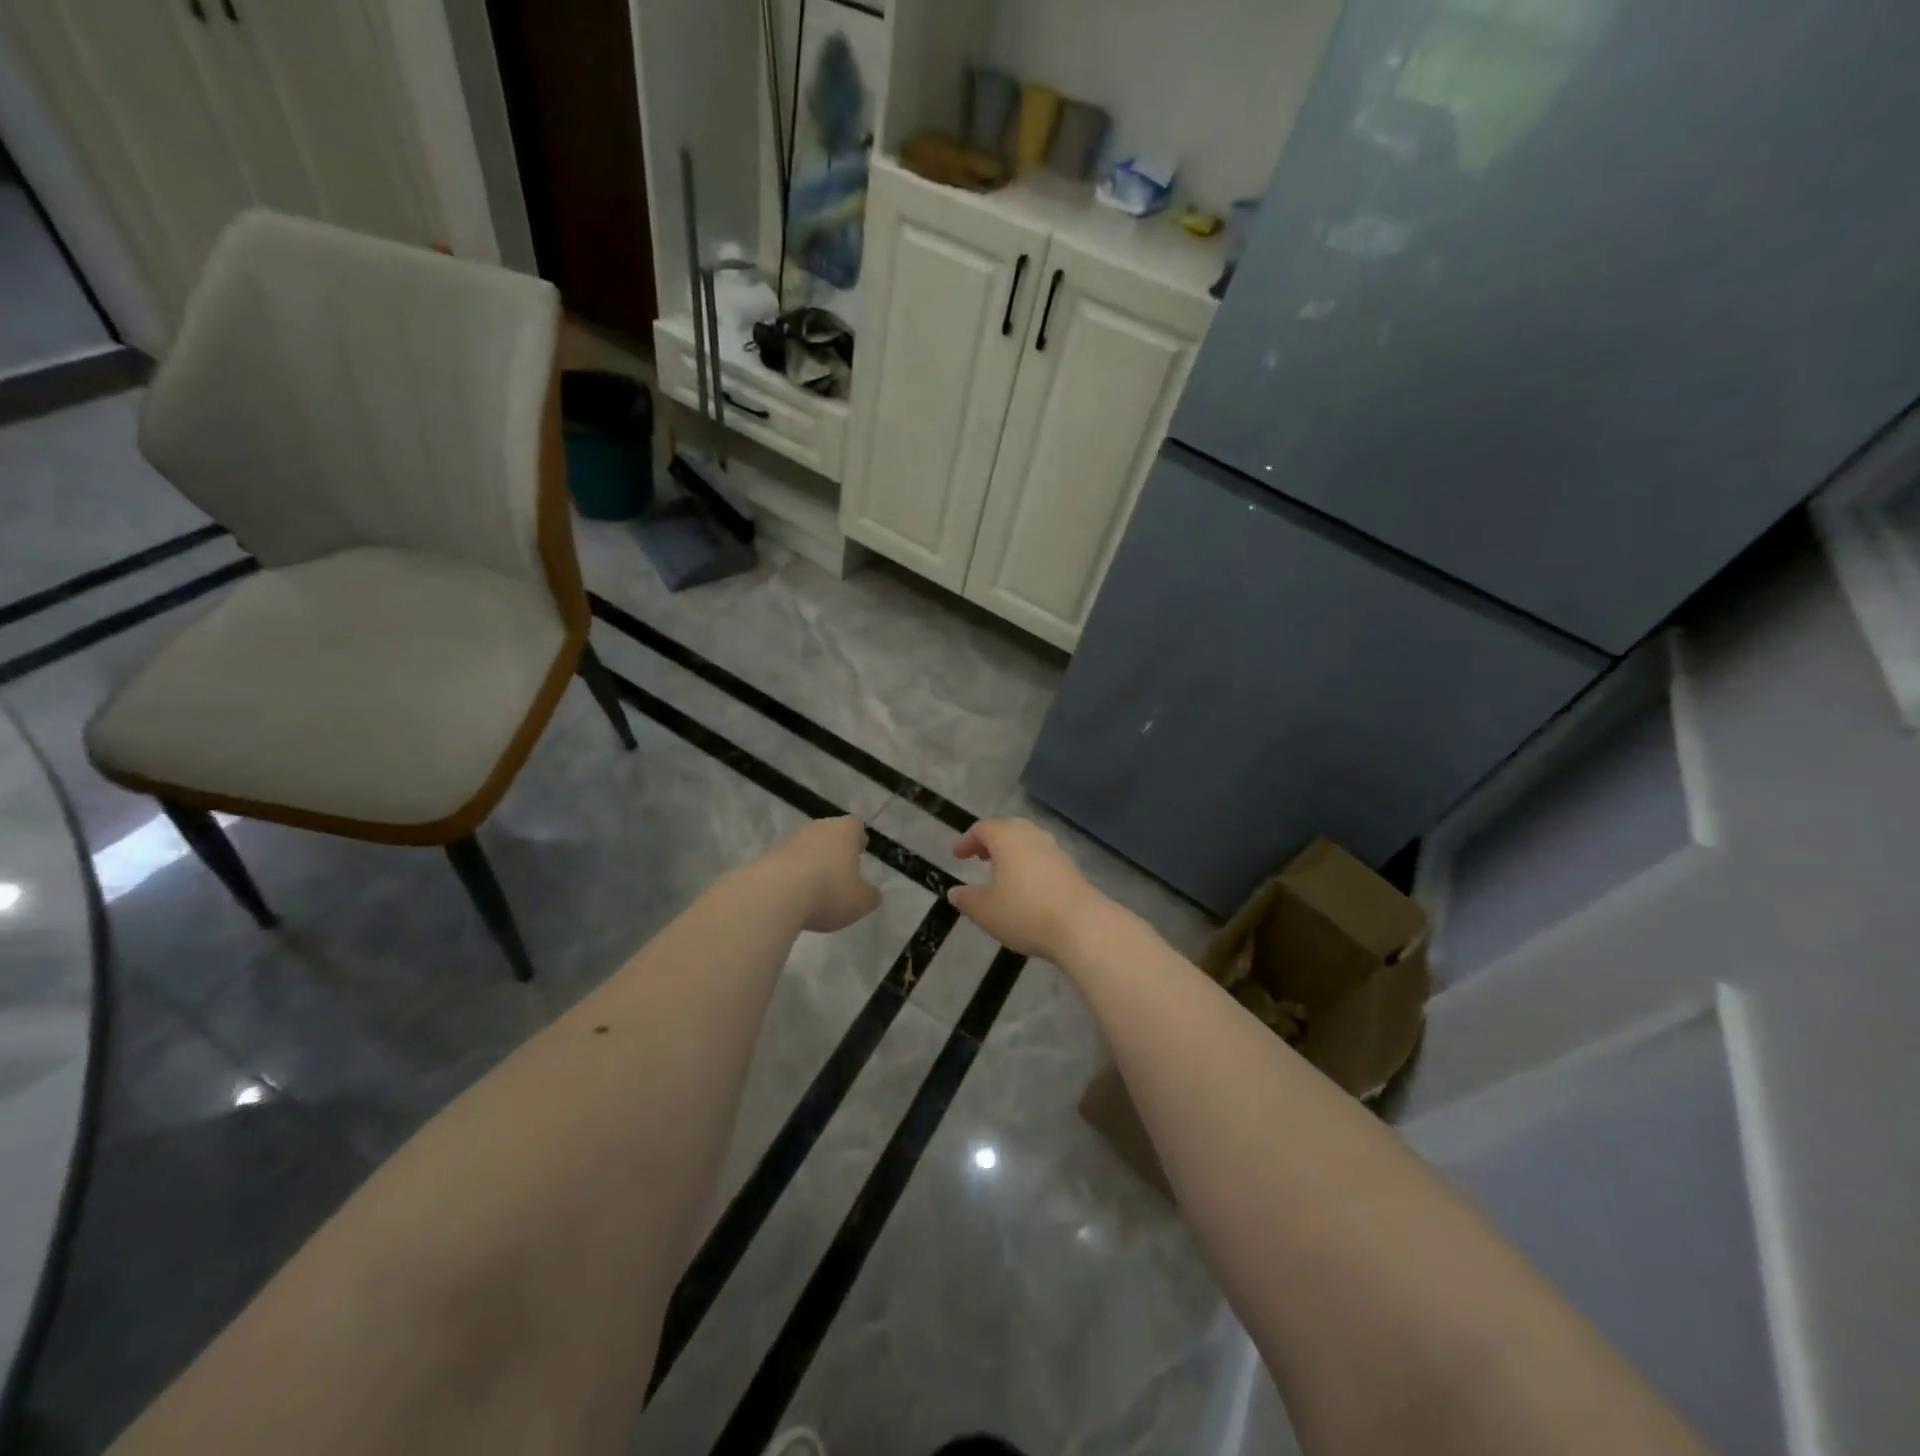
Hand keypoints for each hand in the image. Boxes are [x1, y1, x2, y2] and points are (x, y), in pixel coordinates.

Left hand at [777, 817, 881, 932]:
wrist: (774, 894)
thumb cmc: (829, 891)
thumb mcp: (861, 901)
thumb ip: (870, 895)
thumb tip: (872, 893)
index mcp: (844, 831)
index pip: (855, 825)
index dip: (859, 838)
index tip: (860, 851)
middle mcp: (817, 829)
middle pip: (829, 833)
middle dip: (834, 850)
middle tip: (840, 869)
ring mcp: (789, 842)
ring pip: (806, 848)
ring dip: (811, 863)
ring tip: (816, 887)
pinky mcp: (767, 858)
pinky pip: (787, 865)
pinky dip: (792, 877)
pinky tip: (794, 896)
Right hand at [948, 818, 1111, 963]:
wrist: (1081, 925)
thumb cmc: (1024, 912)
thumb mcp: (986, 911)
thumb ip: (967, 899)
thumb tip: (954, 892)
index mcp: (1007, 838)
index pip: (982, 829)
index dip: (967, 841)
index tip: (958, 855)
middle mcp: (1031, 835)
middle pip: (1007, 829)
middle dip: (991, 842)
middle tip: (980, 857)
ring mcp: (1054, 849)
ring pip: (1027, 841)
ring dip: (1011, 852)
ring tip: (1001, 873)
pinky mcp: (1070, 866)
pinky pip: (1042, 856)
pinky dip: (1028, 863)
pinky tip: (1026, 886)